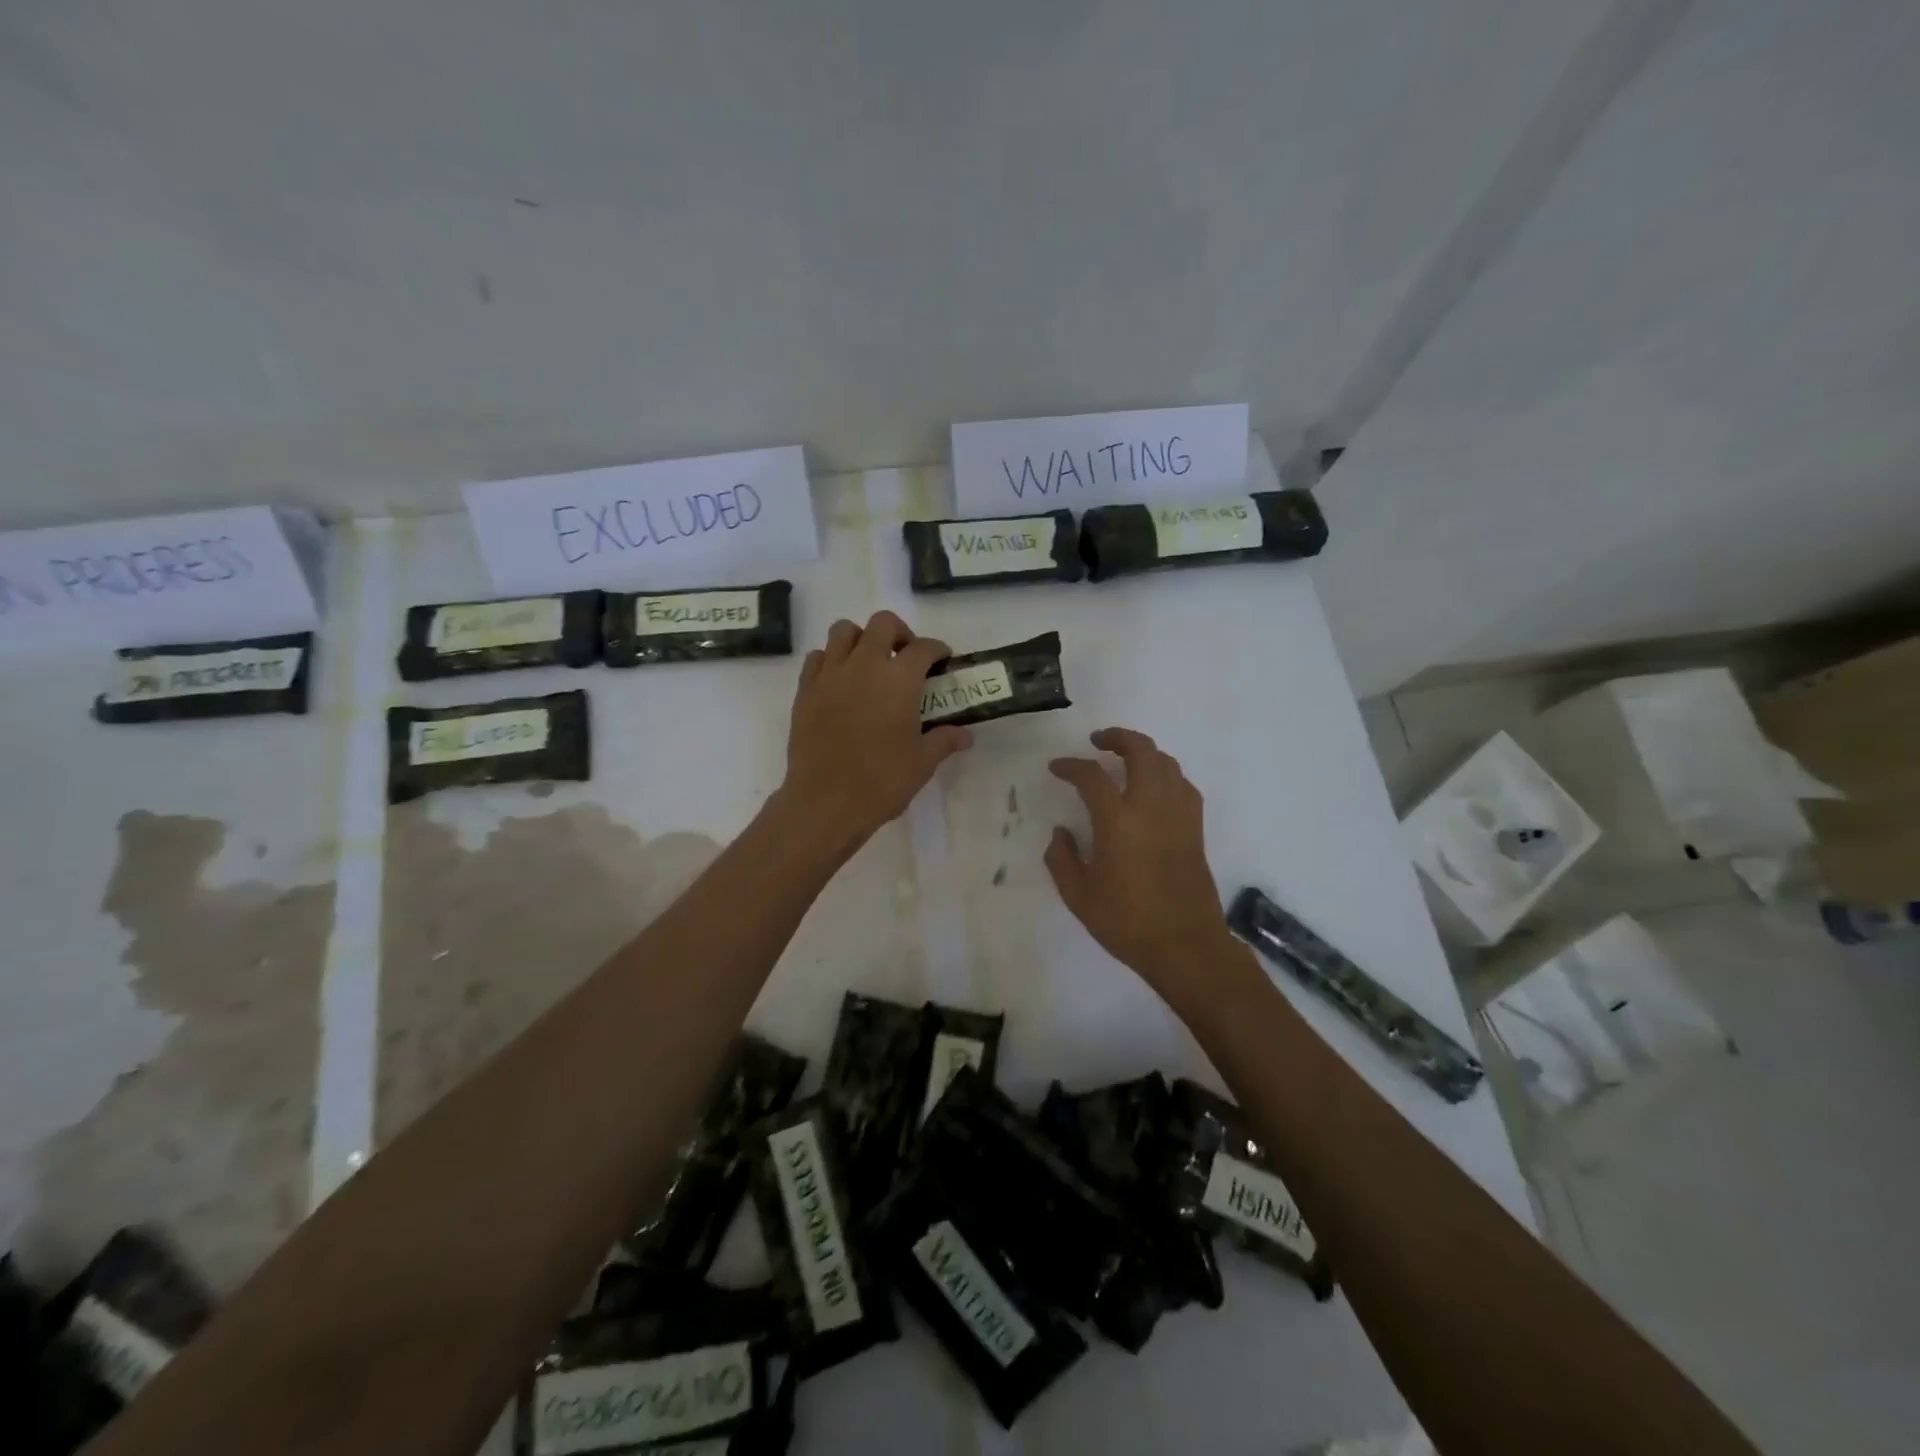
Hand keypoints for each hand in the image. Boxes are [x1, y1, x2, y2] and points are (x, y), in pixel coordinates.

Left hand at [779, 611, 971, 854]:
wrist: (826, 802)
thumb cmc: (882, 782)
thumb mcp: (922, 762)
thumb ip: (944, 740)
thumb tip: (965, 735)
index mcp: (900, 680)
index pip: (924, 647)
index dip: (937, 650)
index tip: (942, 661)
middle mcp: (865, 665)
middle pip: (883, 624)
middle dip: (899, 633)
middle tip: (906, 658)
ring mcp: (831, 675)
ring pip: (844, 631)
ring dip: (861, 638)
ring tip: (870, 663)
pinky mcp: (805, 690)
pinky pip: (817, 658)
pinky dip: (831, 660)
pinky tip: (840, 681)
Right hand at [1045, 728, 1241, 1006]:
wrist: (1185, 946)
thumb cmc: (1127, 923)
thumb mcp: (1079, 897)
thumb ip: (1062, 859)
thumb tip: (1061, 833)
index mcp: (1119, 822)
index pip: (1092, 776)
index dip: (1071, 766)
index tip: (1057, 767)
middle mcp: (1152, 808)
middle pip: (1142, 751)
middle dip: (1118, 738)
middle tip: (1098, 742)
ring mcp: (1179, 816)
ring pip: (1167, 763)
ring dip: (1144, 752)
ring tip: (1125, 760)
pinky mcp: (1195, 829)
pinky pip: (1183, 785)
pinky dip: (1166, 775)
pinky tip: (1154, 788)